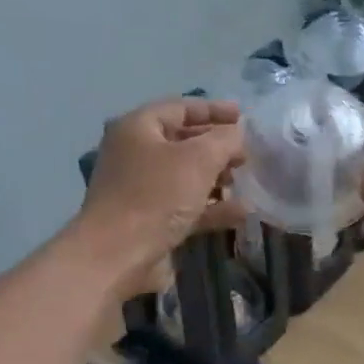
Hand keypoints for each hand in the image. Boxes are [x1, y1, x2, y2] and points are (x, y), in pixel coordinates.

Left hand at [75, 99, 245, 299]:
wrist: (118, 255)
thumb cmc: (156, 196)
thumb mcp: (199, 159)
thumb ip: (224, 140)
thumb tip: (237, 134)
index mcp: (138, 128)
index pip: (180, 108)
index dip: (214, 110)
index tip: (243, 117)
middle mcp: (135, 154)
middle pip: (183, 142)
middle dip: (217, 147)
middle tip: (245, 154)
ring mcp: (141, 189)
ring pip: (186, 176)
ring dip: (216, 178)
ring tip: (243, 182)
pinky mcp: (149, 220)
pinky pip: (186, 206)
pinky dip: (211, 207)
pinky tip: (240, 212)